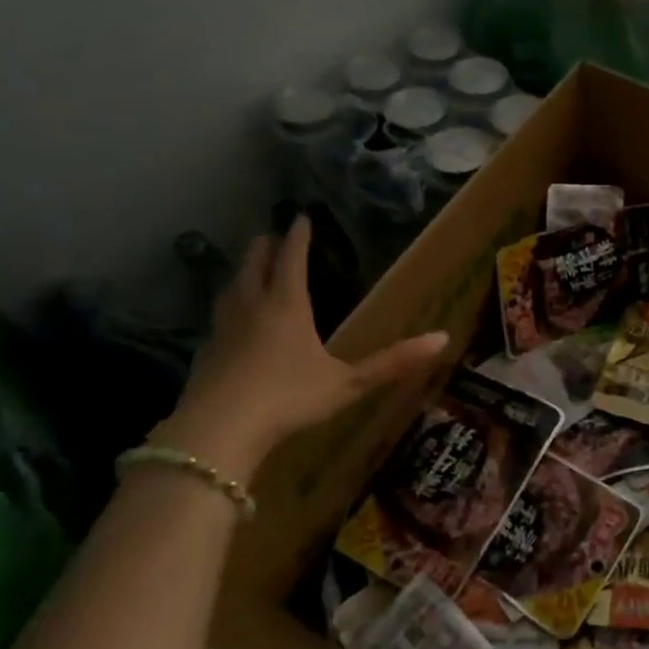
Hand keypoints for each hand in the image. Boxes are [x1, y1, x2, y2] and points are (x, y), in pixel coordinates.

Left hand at [152, 216, 447, 475]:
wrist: (219, 431)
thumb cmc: (289, 398)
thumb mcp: (349, 383)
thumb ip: (392, 362)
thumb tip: (443, 338)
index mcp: (287, 305)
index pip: (292, 259)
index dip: (298, 237)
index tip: (300, 217)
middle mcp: (252, 308)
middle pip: (254, 266)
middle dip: (264, 247)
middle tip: (271, 235)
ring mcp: (223, 330)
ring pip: (230, 289)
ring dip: (241, 272)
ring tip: (249, 269)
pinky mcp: (205, 354)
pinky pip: (218, 318)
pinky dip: (228, 307)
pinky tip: (230, 323)